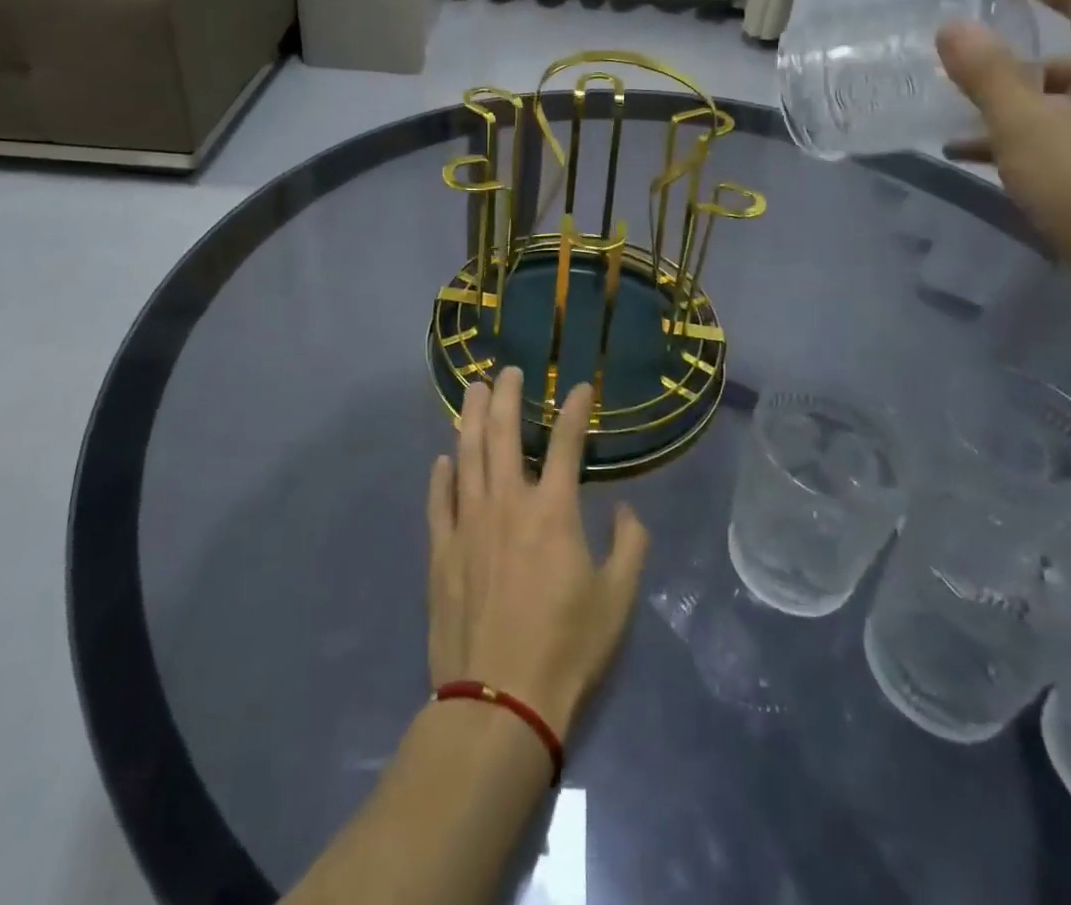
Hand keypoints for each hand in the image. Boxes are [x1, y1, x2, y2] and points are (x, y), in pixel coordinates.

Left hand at [427, 367, 649, 738]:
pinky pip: (439, 500)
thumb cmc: (567, 648)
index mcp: (553, 511)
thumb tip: (627, 509)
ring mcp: (468, 523)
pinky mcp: (442, 550)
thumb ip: (630, 545)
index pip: (565, 444)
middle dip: (506, 395)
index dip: (574, 410)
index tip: (579, 387)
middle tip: (507, 370)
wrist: (499, 700)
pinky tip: (443, 458)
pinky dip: (442, 475)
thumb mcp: (618, 600)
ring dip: (469, 418)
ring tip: (472, 390)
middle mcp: (507, 503)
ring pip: (466, 455)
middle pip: (501, 433)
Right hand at [937, 0, 1070, 298]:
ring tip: (950, 117)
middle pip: (1068, 55)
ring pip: (1056, 104)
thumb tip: (956, 26)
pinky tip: (973, 161)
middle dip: (1011, 57)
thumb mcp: (1028, 126)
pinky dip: (1016, 142)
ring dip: (1006, 105)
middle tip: (959, 64)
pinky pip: (1056, 143)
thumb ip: (988, 74)